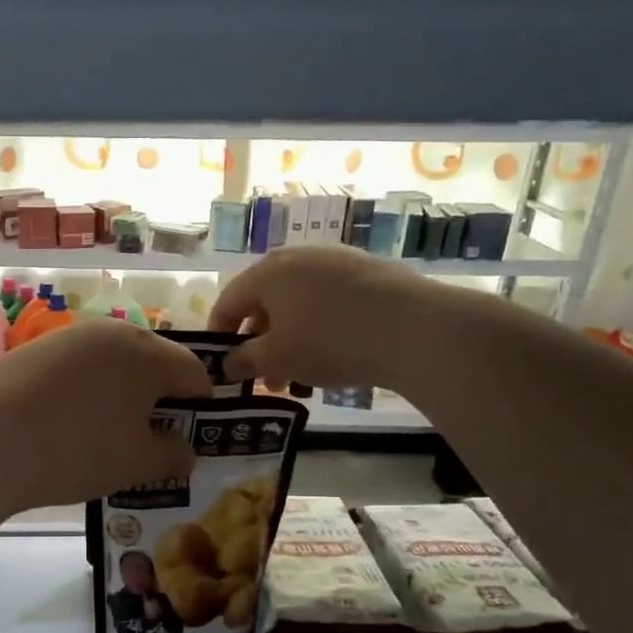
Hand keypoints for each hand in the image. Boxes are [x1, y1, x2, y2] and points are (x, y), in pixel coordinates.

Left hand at [0, 318, 213, 508]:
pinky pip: (78, 365)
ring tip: (108, 429)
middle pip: (153, 360)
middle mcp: (113, 332)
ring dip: (121, 389)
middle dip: (160, 394)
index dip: (201, 403)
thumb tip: (184, 450)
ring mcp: (70, 336)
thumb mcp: (136, 463)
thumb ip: (171, 455)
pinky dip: (85, 388)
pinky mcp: (36, 348)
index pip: (194, 372)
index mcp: (149, 354)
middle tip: (151, 434)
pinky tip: (68, 419)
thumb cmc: (76, 451)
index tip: (191, 433)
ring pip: (113, 360)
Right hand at [210, 246, 437, 388]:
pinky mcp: (367, 271)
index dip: (219, 334)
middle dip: (258, 341)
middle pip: (264, 301)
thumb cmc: (329, 341)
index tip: (220, 364)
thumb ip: (244, 361)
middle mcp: (297, 256)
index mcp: (267, 272)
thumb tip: (228, 364)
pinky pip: (327, 300)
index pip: (228, 302)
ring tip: (296, 375)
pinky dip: (317, 326)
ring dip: (288, 338)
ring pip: (297, 302)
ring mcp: (335, 260)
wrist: (414, 328)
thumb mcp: (277, 358)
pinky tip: (331, 355)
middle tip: (262, 376)